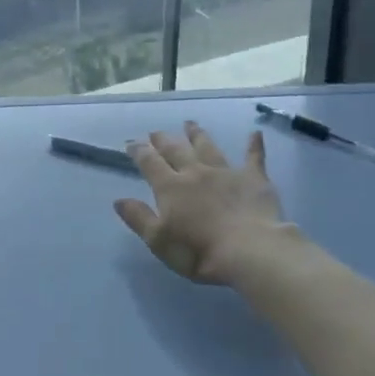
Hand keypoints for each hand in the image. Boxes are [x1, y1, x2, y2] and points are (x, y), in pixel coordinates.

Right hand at [115, 122, 294, 284]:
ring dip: (197, 135)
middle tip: (156, 132)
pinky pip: (254, 157)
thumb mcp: (159, 240)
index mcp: (170, 187)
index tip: (131, 143)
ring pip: (208, 147)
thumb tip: (119, 200)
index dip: (139, 152)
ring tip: (190, 124)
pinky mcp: (253, 178)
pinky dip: (254, 145)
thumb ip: (139, 218)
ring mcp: (225, 172)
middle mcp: (195, 172)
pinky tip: (255, 133)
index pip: (150, 163)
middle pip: (176, 150)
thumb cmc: (198, 251)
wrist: (248, 250)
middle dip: (164, 140)